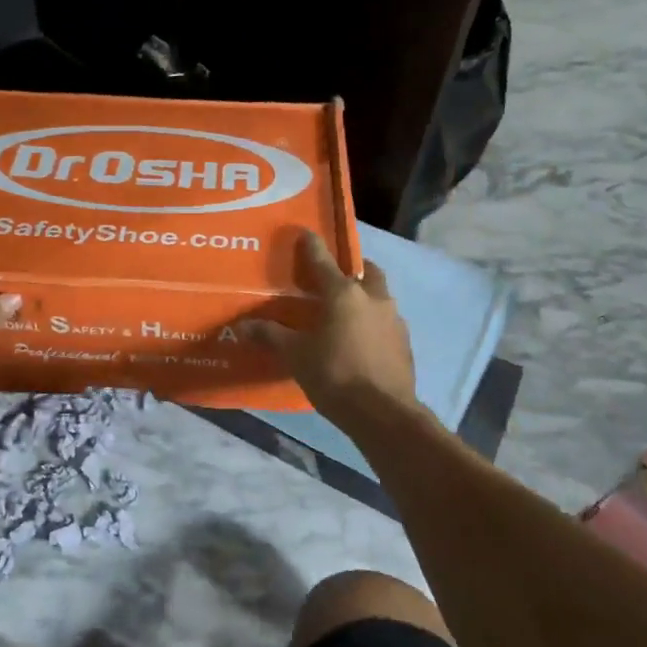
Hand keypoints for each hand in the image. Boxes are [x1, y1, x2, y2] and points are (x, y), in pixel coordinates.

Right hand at [246, 230, 418, 426]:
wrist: (383, 413)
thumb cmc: (335, 375)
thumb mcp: (295, 355)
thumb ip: (271, 336)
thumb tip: (241, 326)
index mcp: (343, 294)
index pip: (323, 261)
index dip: (311, 246)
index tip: (305, 233)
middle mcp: (373, 298)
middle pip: (365, 272)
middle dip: (350, 270)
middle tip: (332, 279)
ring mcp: (394, 320)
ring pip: (378, 297)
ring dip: (364, 297)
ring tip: (344, 312)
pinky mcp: (404, 343)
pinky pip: (385, 322)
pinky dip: (372, 322)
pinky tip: (359, 339)